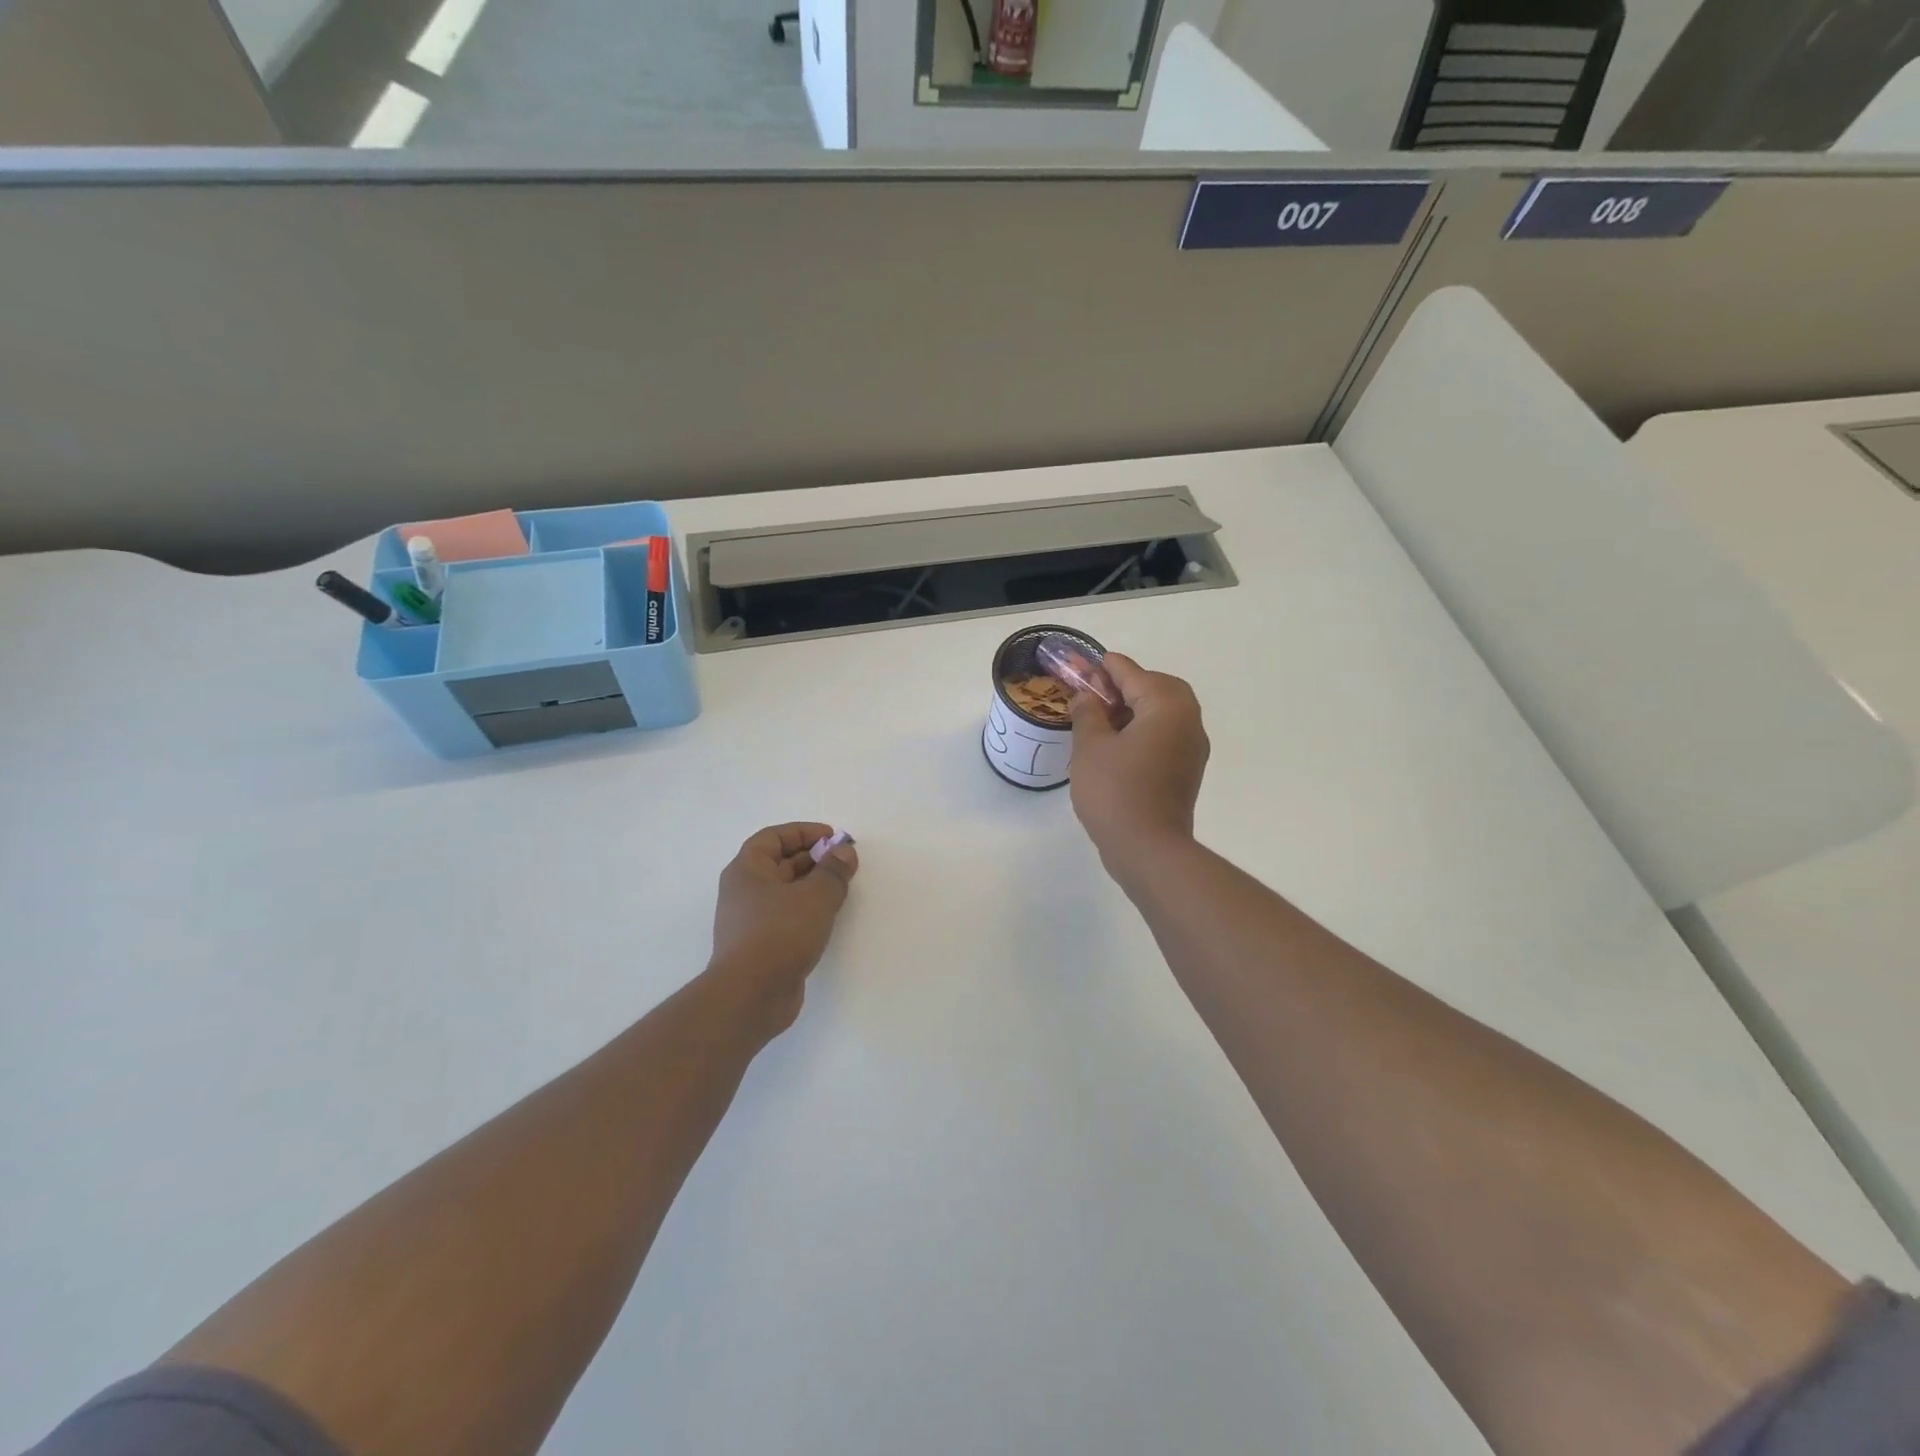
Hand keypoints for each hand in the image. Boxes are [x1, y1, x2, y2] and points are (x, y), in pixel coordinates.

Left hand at [706, 823, 858, 1036]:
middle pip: (780, 863)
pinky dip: (808, 910)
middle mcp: (744, 891)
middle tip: (845, 862)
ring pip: (785, 891)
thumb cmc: (779, 934)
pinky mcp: (762, 946)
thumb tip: (844, 852)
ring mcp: (751, 921)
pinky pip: (787, 916)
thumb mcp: (815, 896)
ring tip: (842, 888)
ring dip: (813, 885)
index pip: (773, 837)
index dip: (804, 832)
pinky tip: (829, 917)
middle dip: (814, 858)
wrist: (750, 996)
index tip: (833, 838)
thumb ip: (834, 871)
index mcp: (747, 870)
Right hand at [1069, 654, 1208, 872]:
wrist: (1148, 848)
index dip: (1105, 668)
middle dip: (1126, 686)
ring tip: (1100, 721)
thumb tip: (1088, 698)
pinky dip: (1144, 730)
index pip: (1133, 673)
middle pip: (1157, 688)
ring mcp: (1192, 748)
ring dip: (1135, 709)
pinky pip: (1165, 736)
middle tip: (1095, 696)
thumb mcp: (1090, 746)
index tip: (1084, 666)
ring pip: (1163, 713)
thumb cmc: (1115, 791)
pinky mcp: (1187, 771)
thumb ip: (1087, 713)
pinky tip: (1116, 746)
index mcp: (1167, 705)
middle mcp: (1188, 720)